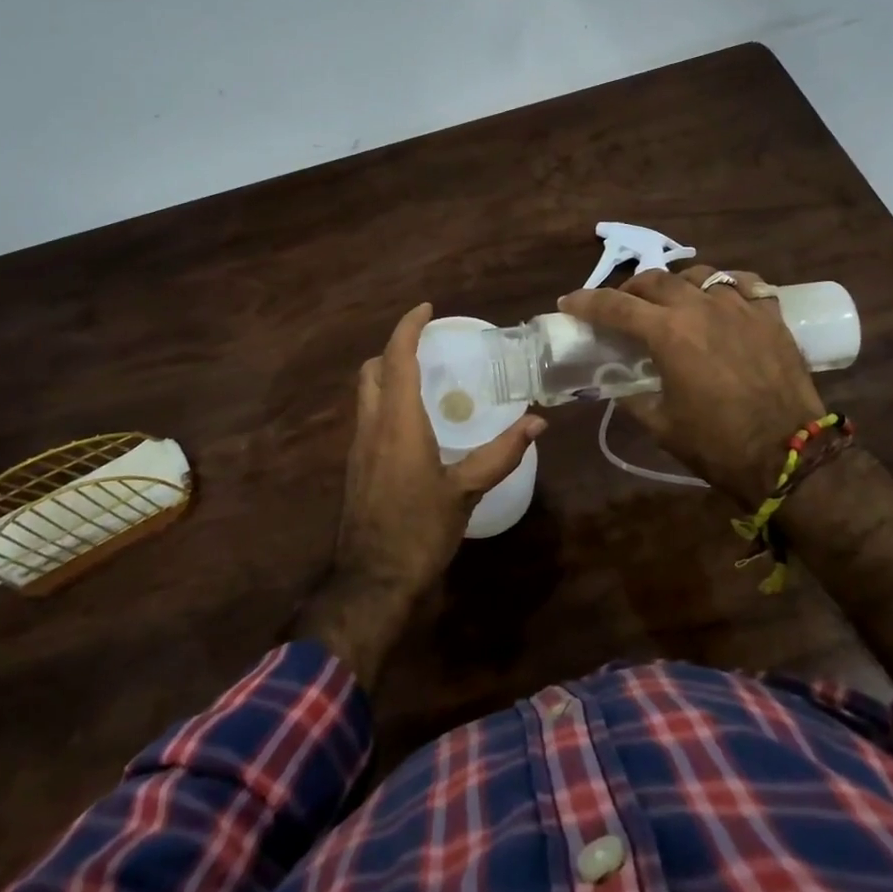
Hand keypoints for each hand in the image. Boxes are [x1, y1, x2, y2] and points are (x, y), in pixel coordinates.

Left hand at [298, 303, 543, 684]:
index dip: (408, 327)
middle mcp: (371, 426)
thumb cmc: (420, 532)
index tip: (427, 309)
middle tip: (428, 347)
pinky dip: (386, 402)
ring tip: (425, 380)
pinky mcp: (355, 467)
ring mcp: (358, 447)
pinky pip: (367, 418)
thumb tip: (537, 422)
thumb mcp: (465, 492)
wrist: (371, 582)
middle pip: (372, 369)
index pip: (397, 358)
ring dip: (388, 375)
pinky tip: (414, 424)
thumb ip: (501, 454)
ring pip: (366, 393)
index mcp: (398, 423)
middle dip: (395, 348)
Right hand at [559, 265, 821, 506]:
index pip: (615, 306)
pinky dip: (723, 286)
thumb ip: (633, 397)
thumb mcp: (661, 425)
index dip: (586, 302)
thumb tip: (617, 383)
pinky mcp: (770, 315)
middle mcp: (701, 308)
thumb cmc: (718, 446)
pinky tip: (720, 299)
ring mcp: (740, 306)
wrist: (789, 457)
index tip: (568, 302)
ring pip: (698, 275)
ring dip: (675, 284)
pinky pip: (743, 283)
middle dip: (630, 290)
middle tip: (622, 307)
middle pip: (655, 280)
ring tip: (672, 301)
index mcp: (668, 333)